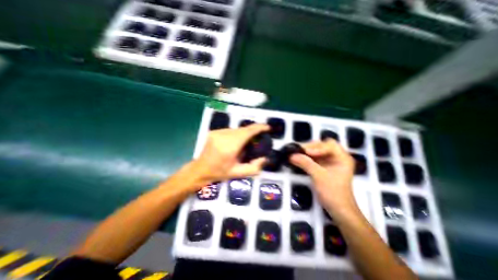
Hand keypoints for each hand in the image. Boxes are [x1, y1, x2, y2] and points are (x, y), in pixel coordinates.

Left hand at [192, 125, 270, 182]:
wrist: (200, 169)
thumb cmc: (219, 172)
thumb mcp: (238, 173)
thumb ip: (254, 168)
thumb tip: (265, 158)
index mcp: (230, 147)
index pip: (247, 132)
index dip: (259, 128)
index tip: (267, 127)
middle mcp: (223, 136)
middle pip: (243, 129)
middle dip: (253, 131)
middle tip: (259, 137)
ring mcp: (217, 132)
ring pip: (237, 129)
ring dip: (244, 133)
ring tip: (246, 141)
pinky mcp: (214, 131)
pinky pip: (230, 130)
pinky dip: (236, 134)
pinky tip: (235, 141)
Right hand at [290, 140, 360, 216]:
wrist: (338, 209)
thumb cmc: (332, 192)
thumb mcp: (318, 176)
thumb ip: (305, 163)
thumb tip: (291, 155)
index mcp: (342, 157)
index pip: (329, 145)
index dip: (317, 147)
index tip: (305, 152)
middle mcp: (337, 157)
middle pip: (322, 146)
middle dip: (310, 147)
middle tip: (298, 151)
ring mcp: (330, 162)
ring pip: (317, 151)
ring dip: (307, 152)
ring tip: (296, 154)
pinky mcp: (324, 167)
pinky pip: (314, 158)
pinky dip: (306, 158)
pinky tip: (299, 159)